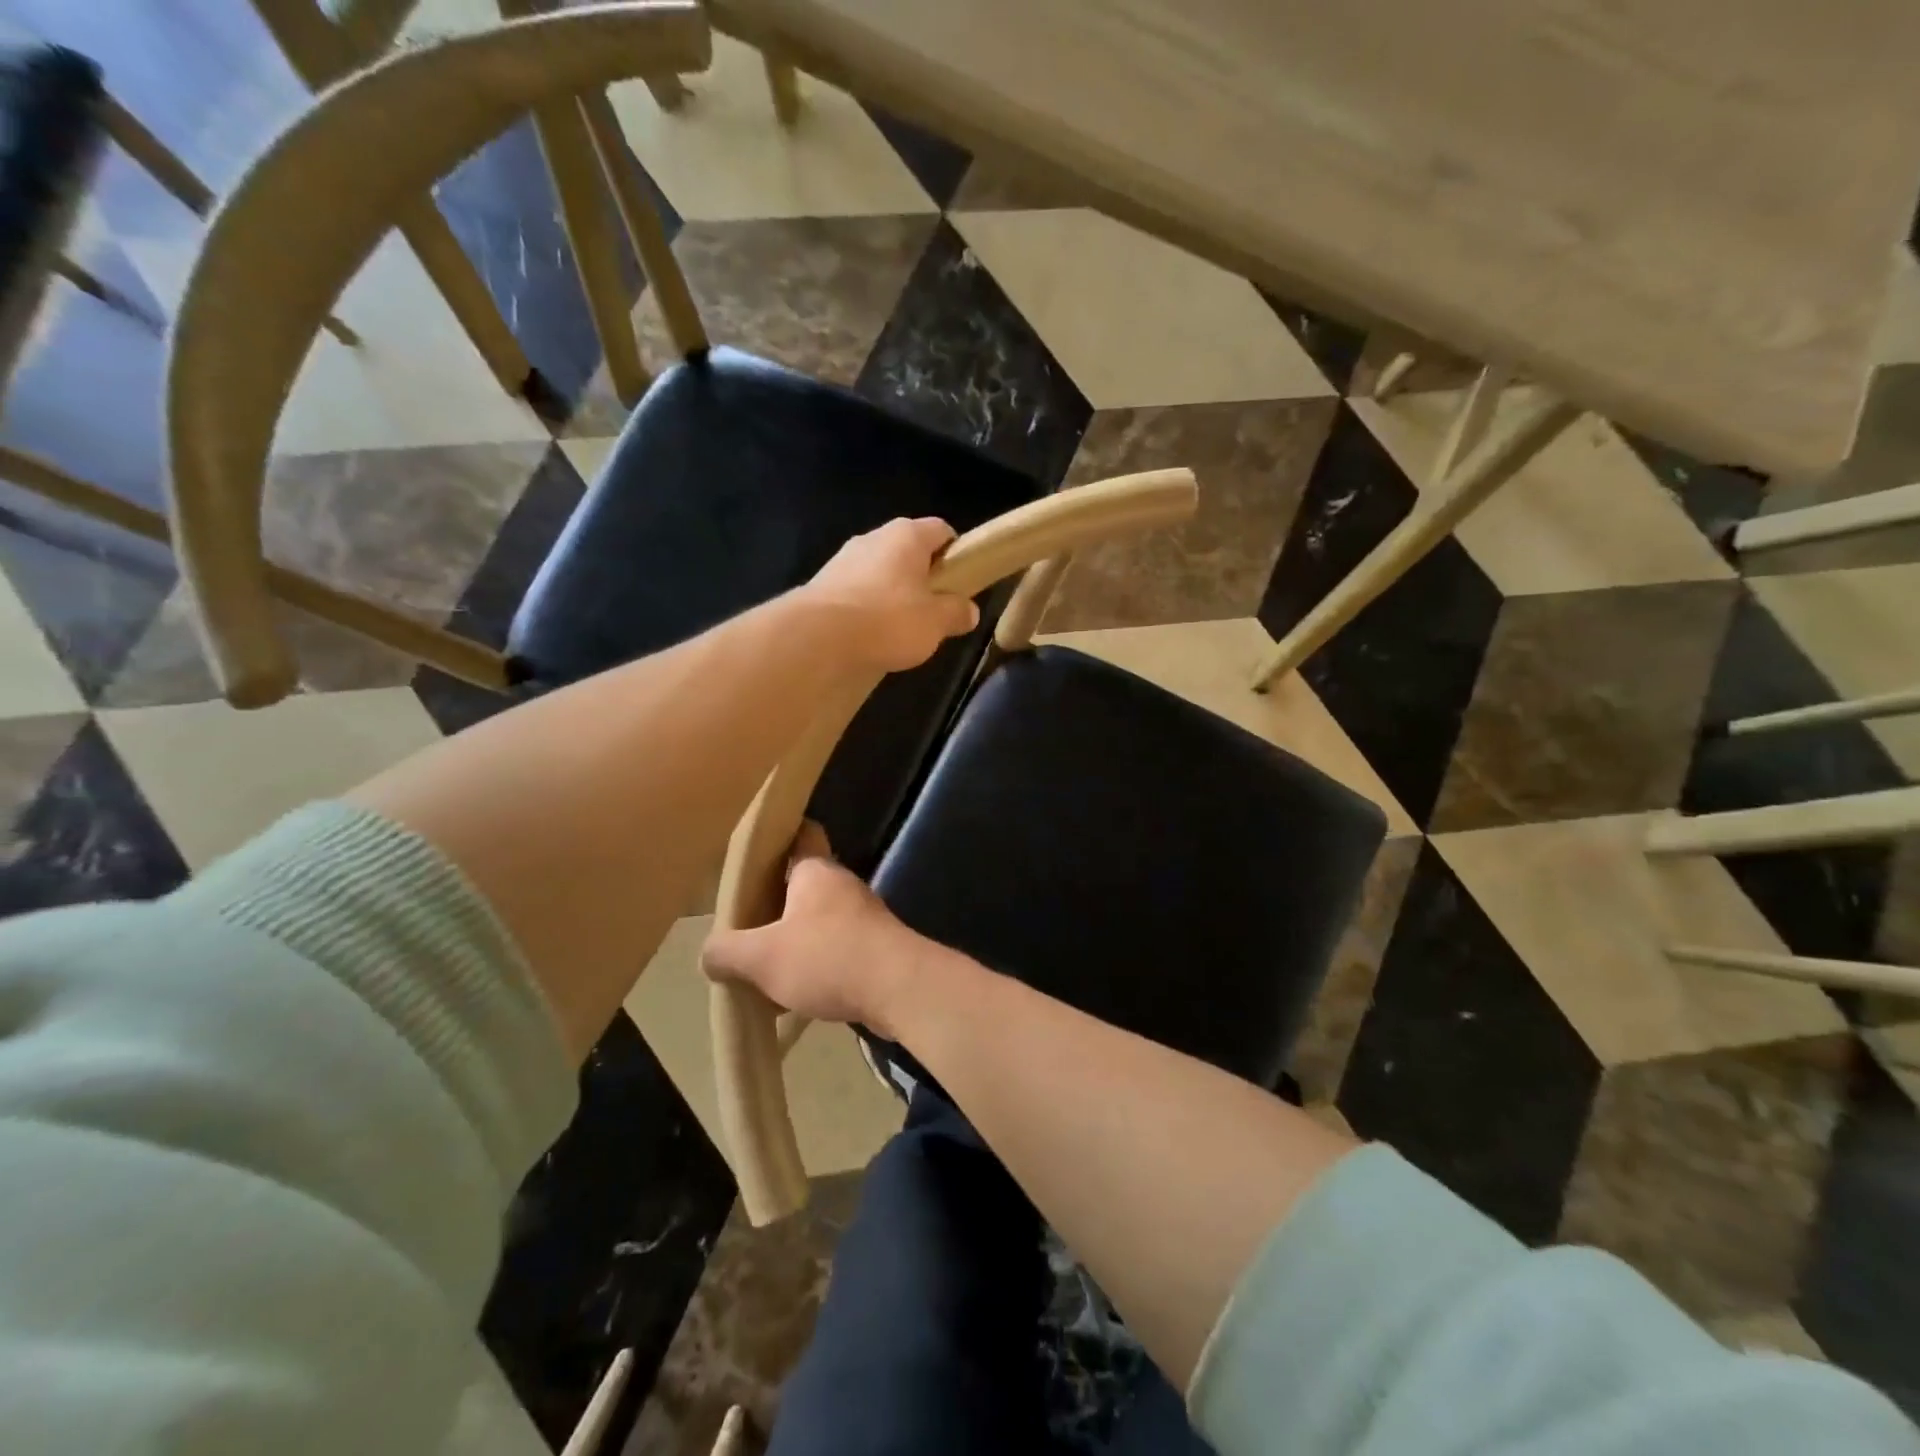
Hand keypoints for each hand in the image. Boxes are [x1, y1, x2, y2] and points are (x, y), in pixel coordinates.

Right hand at [702, 824, 932, 1037]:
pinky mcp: (877, 948)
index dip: (778, 837)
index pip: (800, 835)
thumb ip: (727, 952)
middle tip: (743, 928)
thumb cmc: (828, 957)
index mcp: (815, 872)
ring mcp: (864, 917)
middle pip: (802, 886)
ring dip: (794, 942)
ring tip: (763, 970)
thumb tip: (709, 954)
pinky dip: (816, 967)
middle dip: (774, 906)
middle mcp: (842, 886)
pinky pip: (836, 951)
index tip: (753, 853)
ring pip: (819, 922)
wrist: (900, 989)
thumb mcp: (762, 957)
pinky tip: (795, 997)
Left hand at [801, 517, 979, 672]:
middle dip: (922, 577)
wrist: (818, 637)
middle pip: (908, 551)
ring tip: (899, 629)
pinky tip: (869, 634)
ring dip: (892, 593)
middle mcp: (874, 537)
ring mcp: (844, 558)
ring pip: (880, 571)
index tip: (960, 582)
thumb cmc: (888, 620)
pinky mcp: (823, 583)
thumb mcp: (936, 622)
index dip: (955, 554)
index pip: (941, 531)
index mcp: (907, 535)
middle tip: (933, 611)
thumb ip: (956, 613)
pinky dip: (866, 606)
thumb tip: (969, 610)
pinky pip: (856, 590)